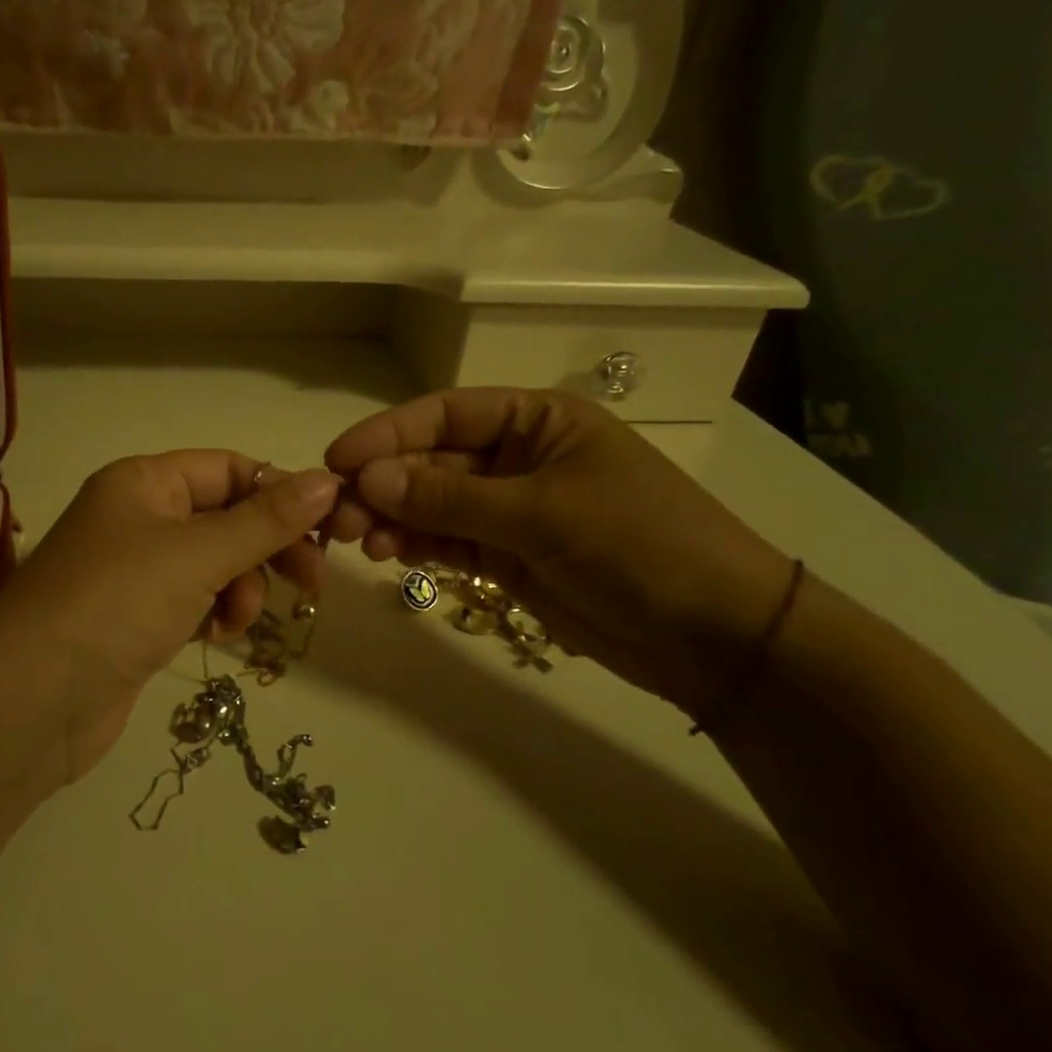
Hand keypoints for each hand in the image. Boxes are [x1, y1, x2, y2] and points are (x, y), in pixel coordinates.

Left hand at [0, 452, 340, 780]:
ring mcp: (135, 571)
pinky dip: (215, 613)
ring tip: (237, 618)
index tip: (324, 529)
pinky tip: (218, 635)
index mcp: (143, 482)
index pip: (227, 468)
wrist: (34, 701)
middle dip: (267, 548)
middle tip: (310, 582)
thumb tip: (328, 480)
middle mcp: (137, 517)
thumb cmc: (117, 603)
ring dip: (241, 587)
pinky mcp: (137, 619)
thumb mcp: (198, 554)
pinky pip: (195, 600)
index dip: (277, 493)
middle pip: (225, 518)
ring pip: (215, 563)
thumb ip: (267, 520)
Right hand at [324, 388, 794, 711]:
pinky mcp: (505, 556)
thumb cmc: (640, 545)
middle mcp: (516, 458)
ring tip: (362, 542)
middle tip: (339, 518)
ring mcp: (509, 510)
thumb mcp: (542, 514)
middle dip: (384, 485)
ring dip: (393, 519)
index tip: (337, 461)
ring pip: (431, 505)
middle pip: (430, 462)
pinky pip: (447, 541)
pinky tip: (390, 555)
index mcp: (536, 421)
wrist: (714, 636)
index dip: (387, 434)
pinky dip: (417, 546)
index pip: (444, 415)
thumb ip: (450, 498)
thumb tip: (366, 480)